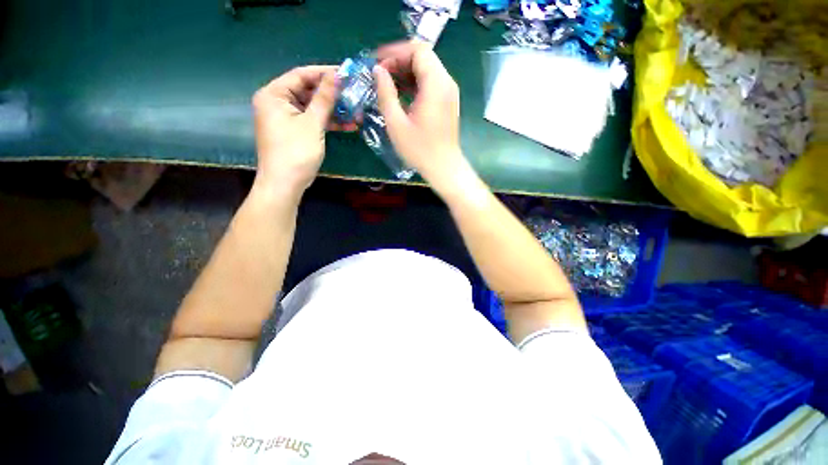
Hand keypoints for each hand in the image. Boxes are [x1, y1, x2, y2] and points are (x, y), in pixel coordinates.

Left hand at [252, 66, 355, 195]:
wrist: (285, 184)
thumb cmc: (296, 152)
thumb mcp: (313, 124)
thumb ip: (324, 99)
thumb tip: (336, 76)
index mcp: (273, 94)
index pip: (301, 75)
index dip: (324, 73)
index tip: (346, 73)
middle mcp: (276, 102)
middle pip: (307, 91)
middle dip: (331, 94)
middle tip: (352, 92)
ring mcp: (284, 117)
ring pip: (311, 107)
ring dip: (332, 110)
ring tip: (355, 110)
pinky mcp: (293, 131)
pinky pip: (311, 120)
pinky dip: (327, 122)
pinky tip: (347, 125)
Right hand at [373, 42, 469, 190]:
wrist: (444, 168)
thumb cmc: (420, 150)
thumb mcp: (396, 123)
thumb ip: (385, 93)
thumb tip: (378, 71)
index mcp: (435, 84)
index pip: (417, 50)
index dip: (395, 52)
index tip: (378, 64)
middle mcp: (446, 83)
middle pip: (423, 57)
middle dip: (399, 61)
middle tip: (381, 76)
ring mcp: (449, 93)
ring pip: (427, 70)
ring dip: (406, 73)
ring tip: (388, 86)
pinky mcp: (448, 103)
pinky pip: (431, 84)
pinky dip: (415, 84)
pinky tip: (402, 96)